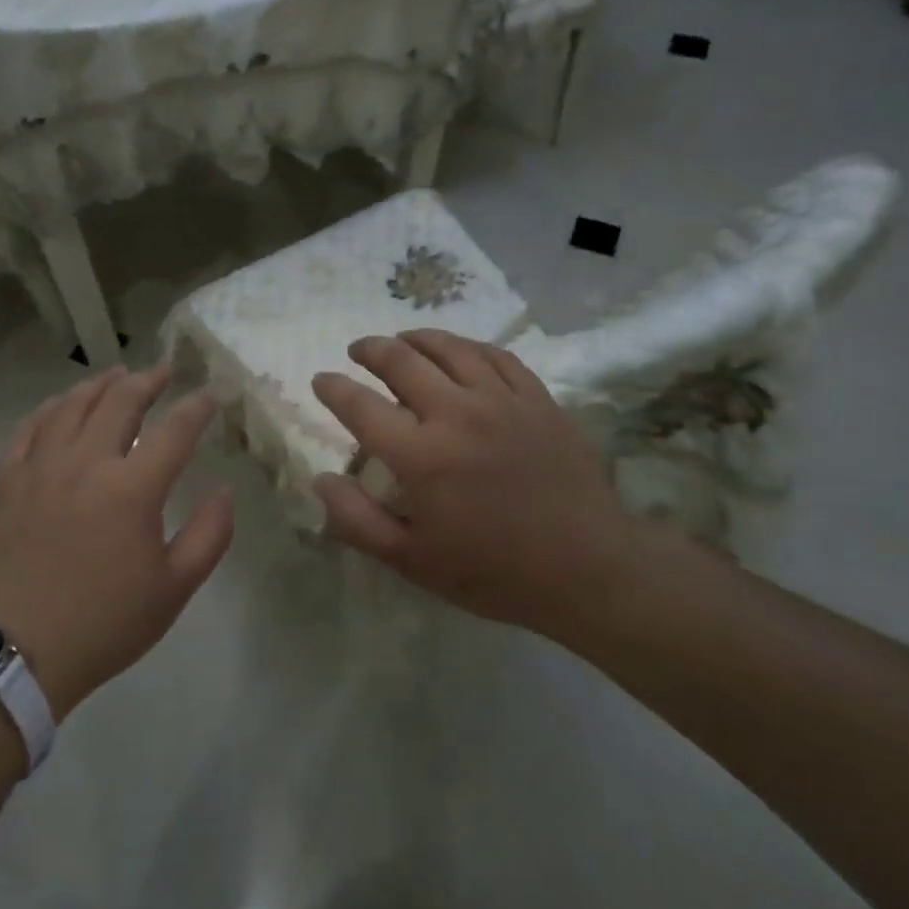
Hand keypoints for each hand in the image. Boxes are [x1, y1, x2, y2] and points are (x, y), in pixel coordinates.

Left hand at [0, 365, 233, 717]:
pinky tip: (60, 405)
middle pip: (120, 403)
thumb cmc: (106, 624)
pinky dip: (49, 409)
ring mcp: (41, 469)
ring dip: (99, 385)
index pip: (174, 431)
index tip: (210, 395)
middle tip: (162, 371)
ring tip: (116, 374)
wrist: (18, 655)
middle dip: (147, 381)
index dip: (197, 408)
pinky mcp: (8, 483)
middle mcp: (86, 464)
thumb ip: (210, 534)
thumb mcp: (175, 588)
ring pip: (71, 407)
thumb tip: (224, 490)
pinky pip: (28, 429)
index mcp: (132, 489)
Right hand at [310, 330, 645, 639]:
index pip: (360, 405)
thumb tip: (320, 480)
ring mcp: (502, 400)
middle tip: (357, 350)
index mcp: (421, 455)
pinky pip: (496, 356)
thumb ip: (357, 521)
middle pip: (402, 361)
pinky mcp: (537, 399)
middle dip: (371, 350)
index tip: (321, 380)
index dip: (333, 388)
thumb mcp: (413, 561)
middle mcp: (457, 414)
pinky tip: (459, 351)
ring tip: (401, 339)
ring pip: (449, 348)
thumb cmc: (493, 571)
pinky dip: (467, 347)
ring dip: (416, 338)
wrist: (588, 569)